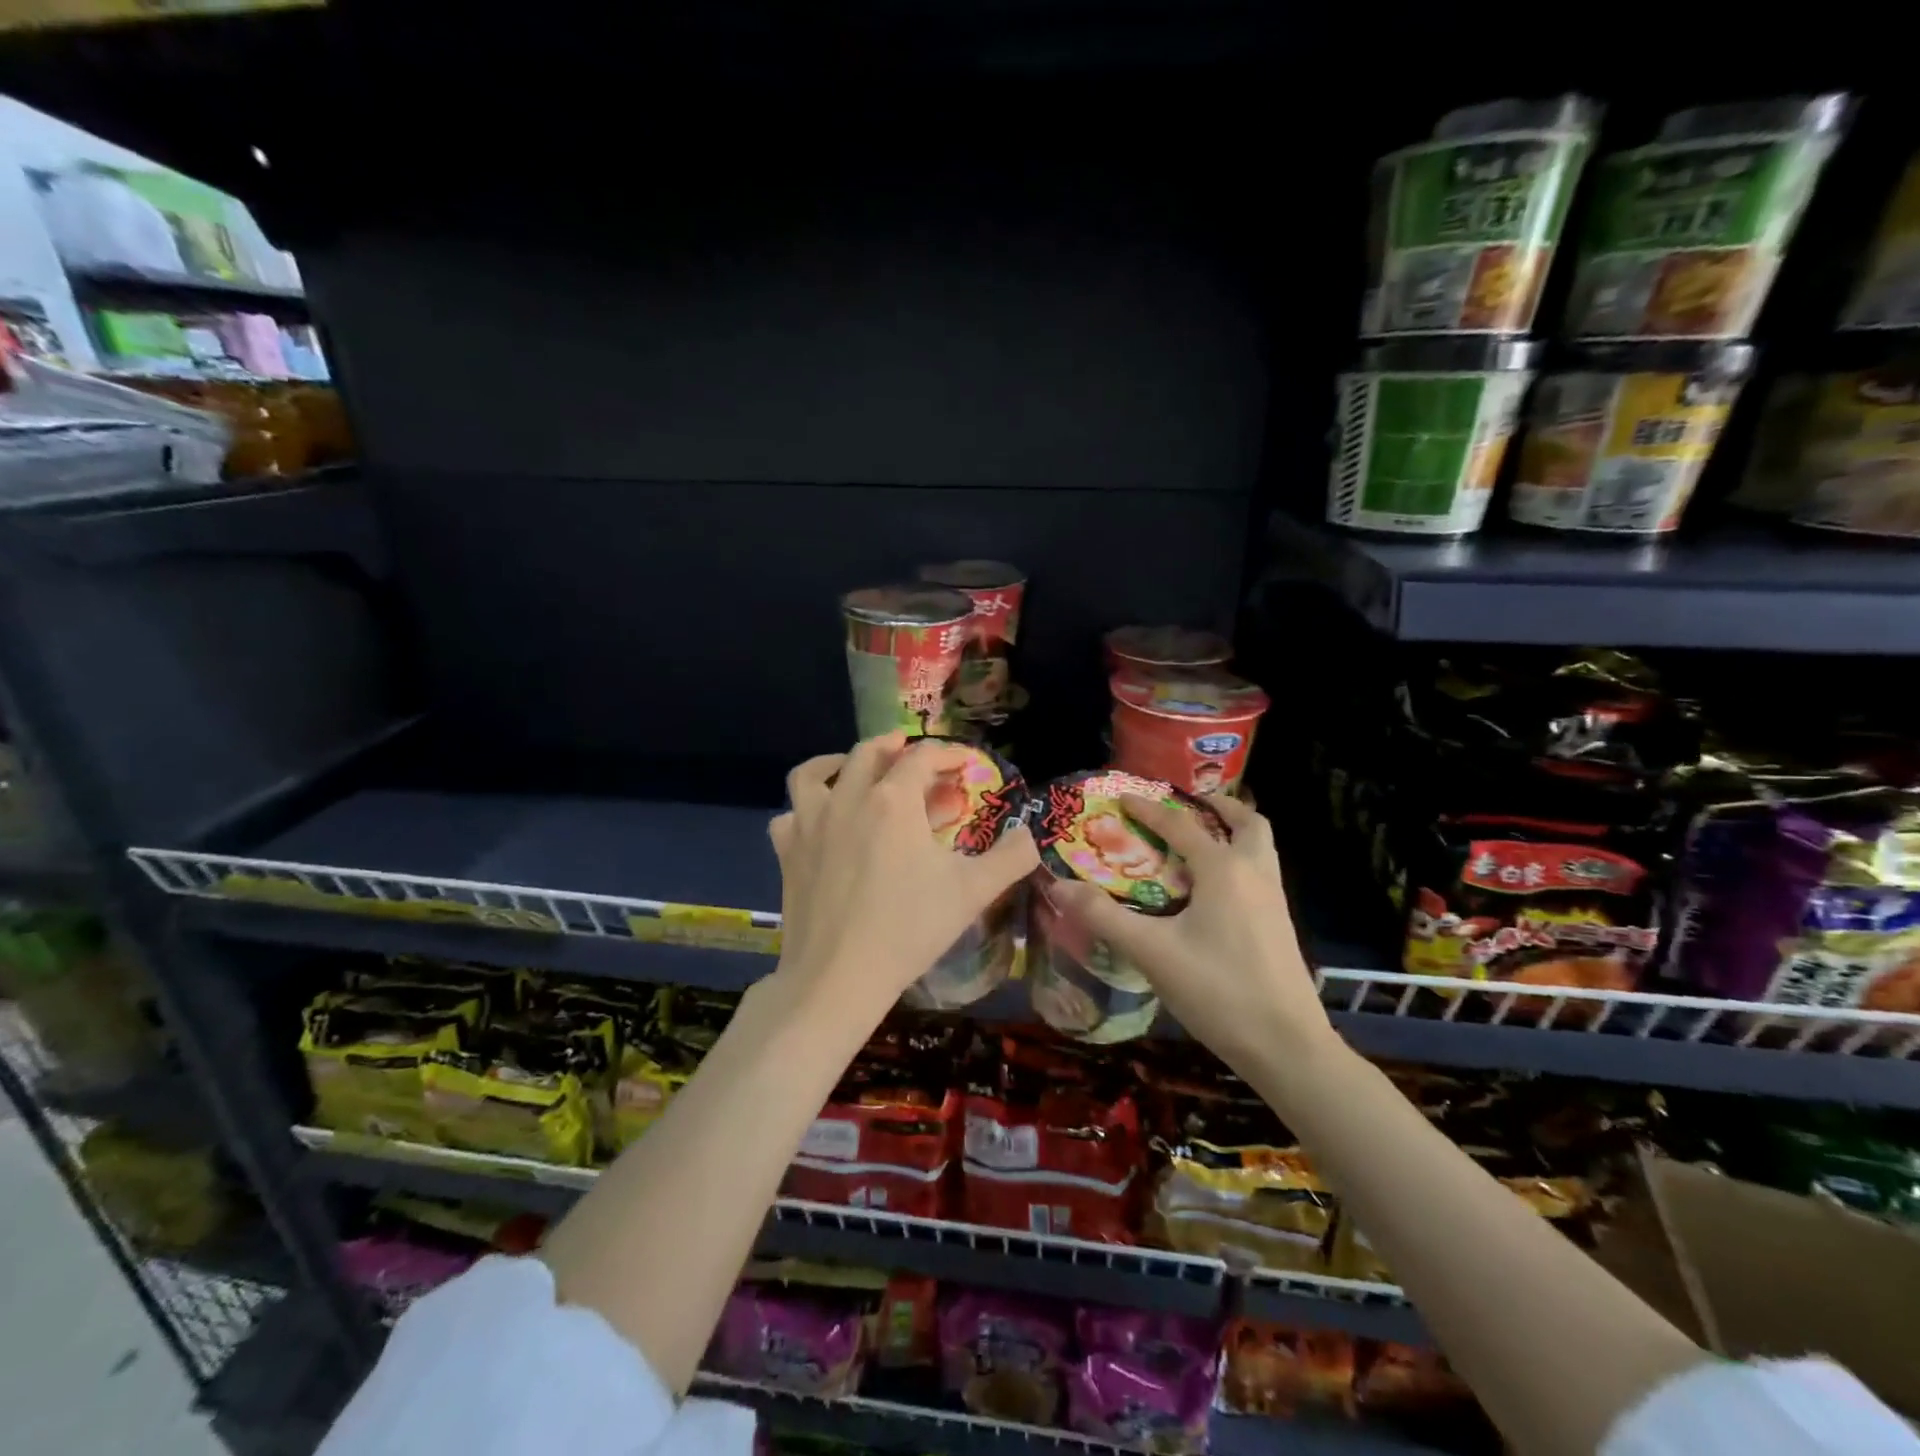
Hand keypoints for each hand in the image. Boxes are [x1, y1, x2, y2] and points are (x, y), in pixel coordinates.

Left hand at [769, 733, 1038, 1017]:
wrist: (838, 977)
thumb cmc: (909, 929)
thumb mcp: (972, 892)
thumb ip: (1011, 857)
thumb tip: (1029, 835)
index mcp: (893, 800)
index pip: (922, 757)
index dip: (947, 754)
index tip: (964, 763)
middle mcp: (847, 798)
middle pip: (869, 753)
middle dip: (896, 748)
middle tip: (914, 757)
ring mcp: (810, 823)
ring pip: (814, 773)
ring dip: (838, 764)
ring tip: (853, 771)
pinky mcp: (787, 851)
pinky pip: (791, 814)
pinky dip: (806, 810)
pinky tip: (820, 824)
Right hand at [1046, 792, 1336, 1071]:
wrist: (1288, 1048)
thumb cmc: (1218, 991)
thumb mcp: (1152, 953)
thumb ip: (1104, 917)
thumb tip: (1058, 886)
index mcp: (1224, 870)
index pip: (1181, 826)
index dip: (1149, 810)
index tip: (1123, 798)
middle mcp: (1254, 874)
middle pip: (1247, 823)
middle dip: (1217, 807)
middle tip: (1186, 806)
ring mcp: (1274, 901)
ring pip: (1260, 848)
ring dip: (1233, 832)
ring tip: (1200, 840)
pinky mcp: (1279, 926)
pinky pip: (1260, 873)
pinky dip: (1239, 861)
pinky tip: (1212, 891)